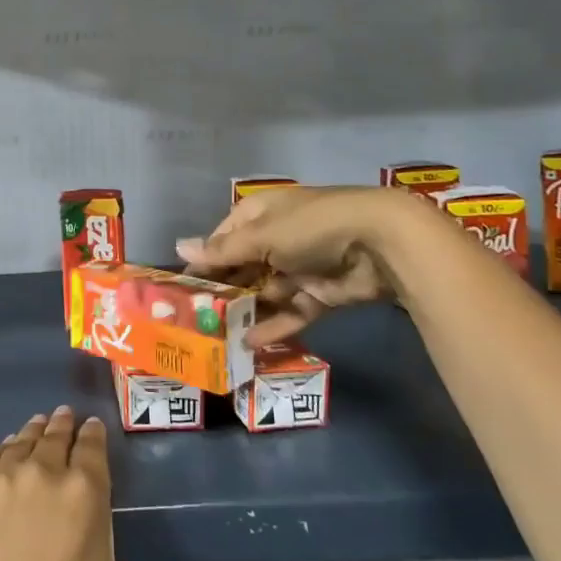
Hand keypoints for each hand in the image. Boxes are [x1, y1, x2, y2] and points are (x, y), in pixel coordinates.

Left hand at [0, 407, 170, 560]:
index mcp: (85, 490)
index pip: (92, 444)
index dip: (93, 433)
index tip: (92, 427)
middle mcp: (44, 470)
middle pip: (55, 434)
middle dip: (63, 425)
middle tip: (65, 416)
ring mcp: (0, 476)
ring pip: (22, 441)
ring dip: (33, 432)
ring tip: (37, 426)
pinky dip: (1, 451)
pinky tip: (4, 453)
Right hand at [176, 184, 413, 346]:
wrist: (380, 244)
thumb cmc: (311, 227)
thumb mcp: (262, 236)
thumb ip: (223, 250)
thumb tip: (179, 247)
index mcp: (260, 215)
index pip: (223, 237)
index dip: (204, 260)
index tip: (183, 287)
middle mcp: (276, 239)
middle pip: (242, 267)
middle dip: (223, 291)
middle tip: (195, 321)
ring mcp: (299, 268)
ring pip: (264, 293)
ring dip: (245, 313)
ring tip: (217, 339)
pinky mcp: (319, 294)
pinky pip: (291, 312)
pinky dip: (274, 326)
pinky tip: (250, 345)